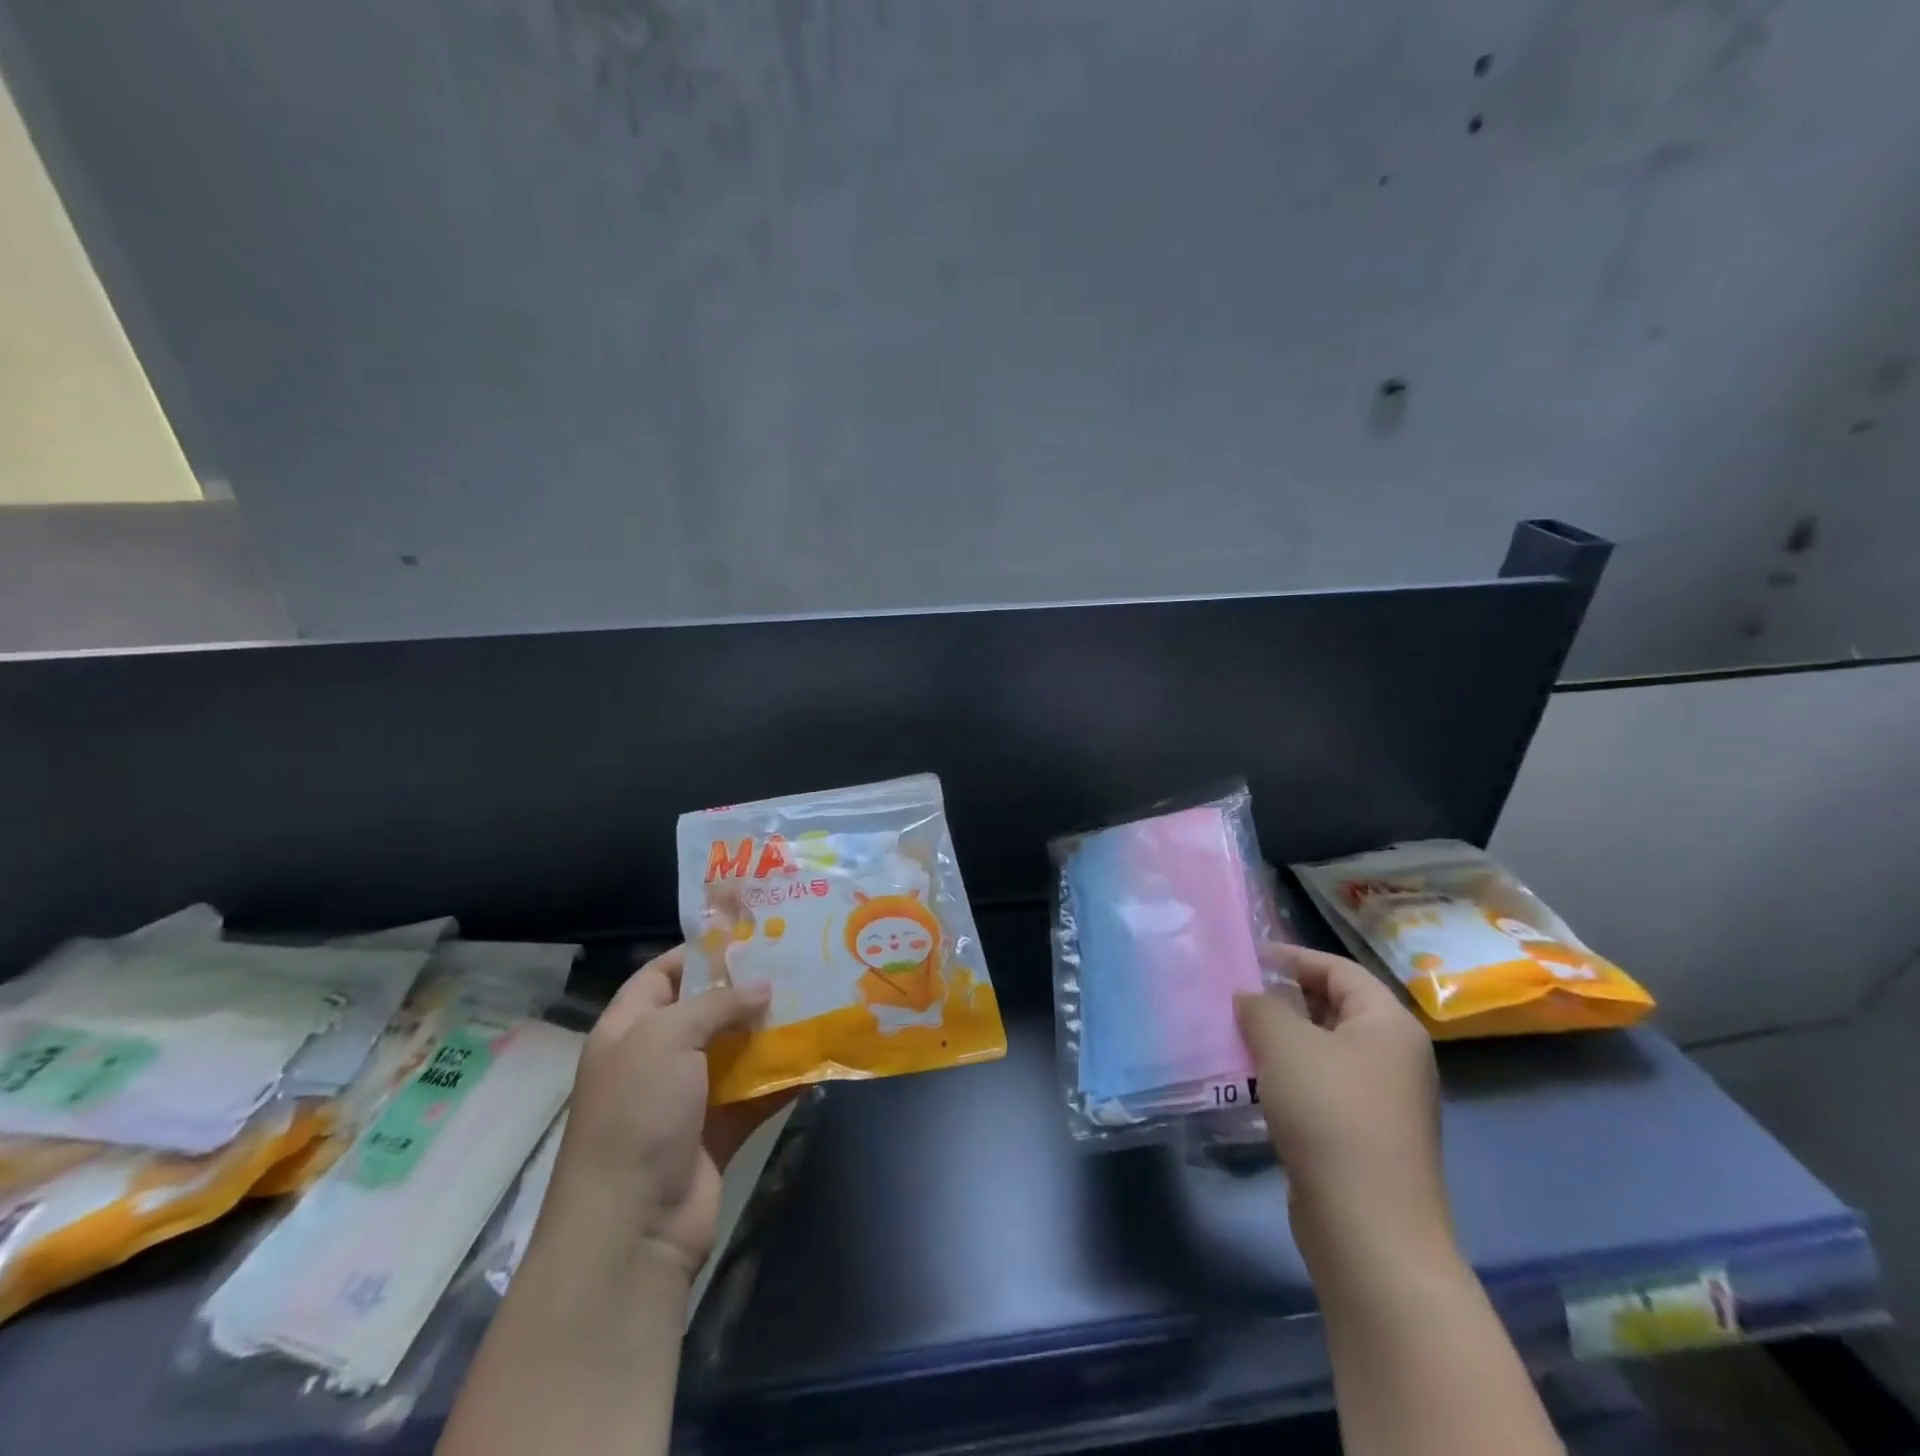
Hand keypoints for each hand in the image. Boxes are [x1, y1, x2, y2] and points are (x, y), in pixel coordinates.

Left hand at [548, 945, 788, 1282]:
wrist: (631, 1227)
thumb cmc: (638, 1113)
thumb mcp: (667, 1038)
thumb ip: (717, 1004)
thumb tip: (763, 987)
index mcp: (628, 1030)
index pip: (661, 974)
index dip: (700, 953)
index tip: (750, 936)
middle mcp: (655, 1059)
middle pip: (706, 1012)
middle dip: (747, 991)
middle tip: (795, 964)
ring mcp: (686, 1098)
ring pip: (735, 1052)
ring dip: (770, 1032)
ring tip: (815, 1000)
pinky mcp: (716, 1132)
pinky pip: (754, 1095)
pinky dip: (782, 1079)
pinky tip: (816, 1057)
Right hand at [1234, 945, 1451, 1270]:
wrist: (1368, 1228)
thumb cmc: (1330, 1115)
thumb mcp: (1285, 1044)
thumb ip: (1261, 1006)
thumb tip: (1249, 997)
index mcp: (1389, 1024)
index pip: (1338, 970)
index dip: (1292, 957)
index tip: (1246, 957)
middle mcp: (1394, 1056)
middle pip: (1333, 1007)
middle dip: (1282, 998)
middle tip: (1234, 996)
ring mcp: (1381, 1098)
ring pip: (1323, 1049)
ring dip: (1280, 1039)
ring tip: (1234, 1034)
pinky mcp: (1364, 1133)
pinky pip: (1321, 1085)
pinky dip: (1288, 1075)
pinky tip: (1252, 1082)